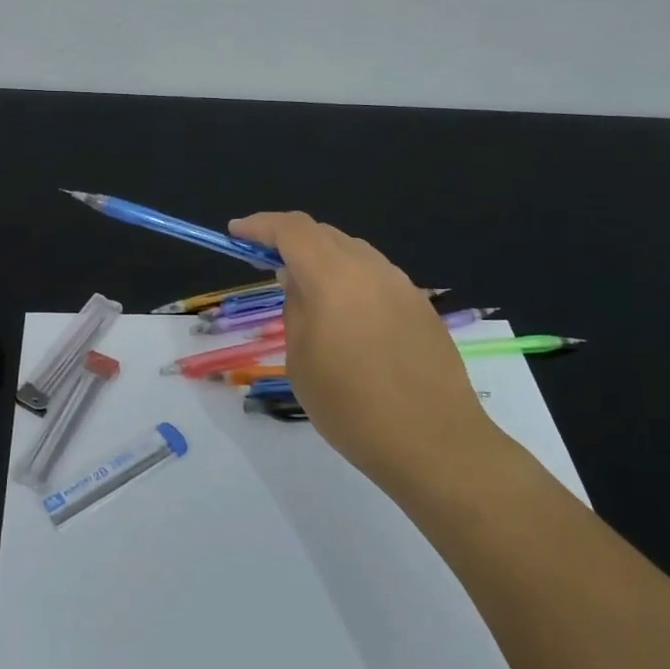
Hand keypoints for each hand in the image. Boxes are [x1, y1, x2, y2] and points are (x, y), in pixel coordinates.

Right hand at [228, 211, 504, 492]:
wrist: (433, 443)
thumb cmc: (351, 407)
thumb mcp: (301, 360)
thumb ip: (295, 309)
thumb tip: (296, 279)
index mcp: (334, 278)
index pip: (292, 230)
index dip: (260, 225)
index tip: (236, 233)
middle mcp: (371, 270)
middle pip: (324, 234)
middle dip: (289, 240)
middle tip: (263, 260)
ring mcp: (402, 286)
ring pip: (353, 253)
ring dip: (322, 258)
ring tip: (303, 288)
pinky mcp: (421, 307)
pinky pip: (376, 277)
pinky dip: (349, 279)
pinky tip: (344, 313)